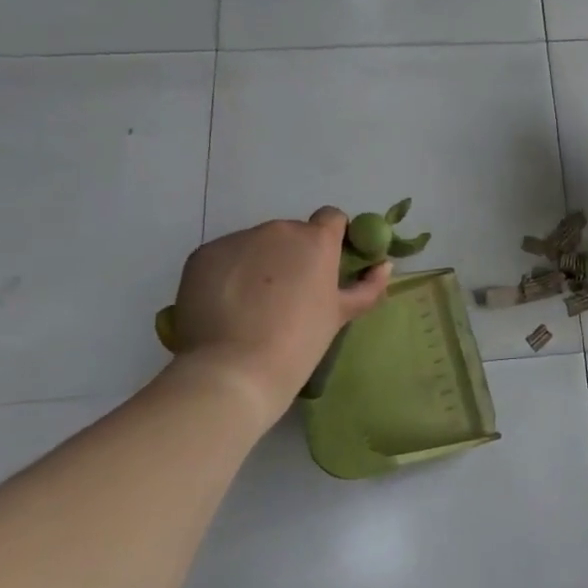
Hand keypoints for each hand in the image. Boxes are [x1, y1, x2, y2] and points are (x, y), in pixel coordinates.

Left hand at [171, 209, 390, 395]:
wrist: (236, 369)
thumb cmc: (300, 341)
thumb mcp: (340, 315)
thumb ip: (368, 287)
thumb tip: (384, 266)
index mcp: (316, 240)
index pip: (331, 218)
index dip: (332, 238)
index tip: (327, 265)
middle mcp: (278, 230)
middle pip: (291, 234)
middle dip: (292, 256)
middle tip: (289, 295)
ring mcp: (237, 240)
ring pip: (255, 244)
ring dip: (259, 263)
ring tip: (253, 305)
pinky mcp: (203, 254)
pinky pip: (224, 257)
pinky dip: (228, 273)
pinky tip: (228, 305)